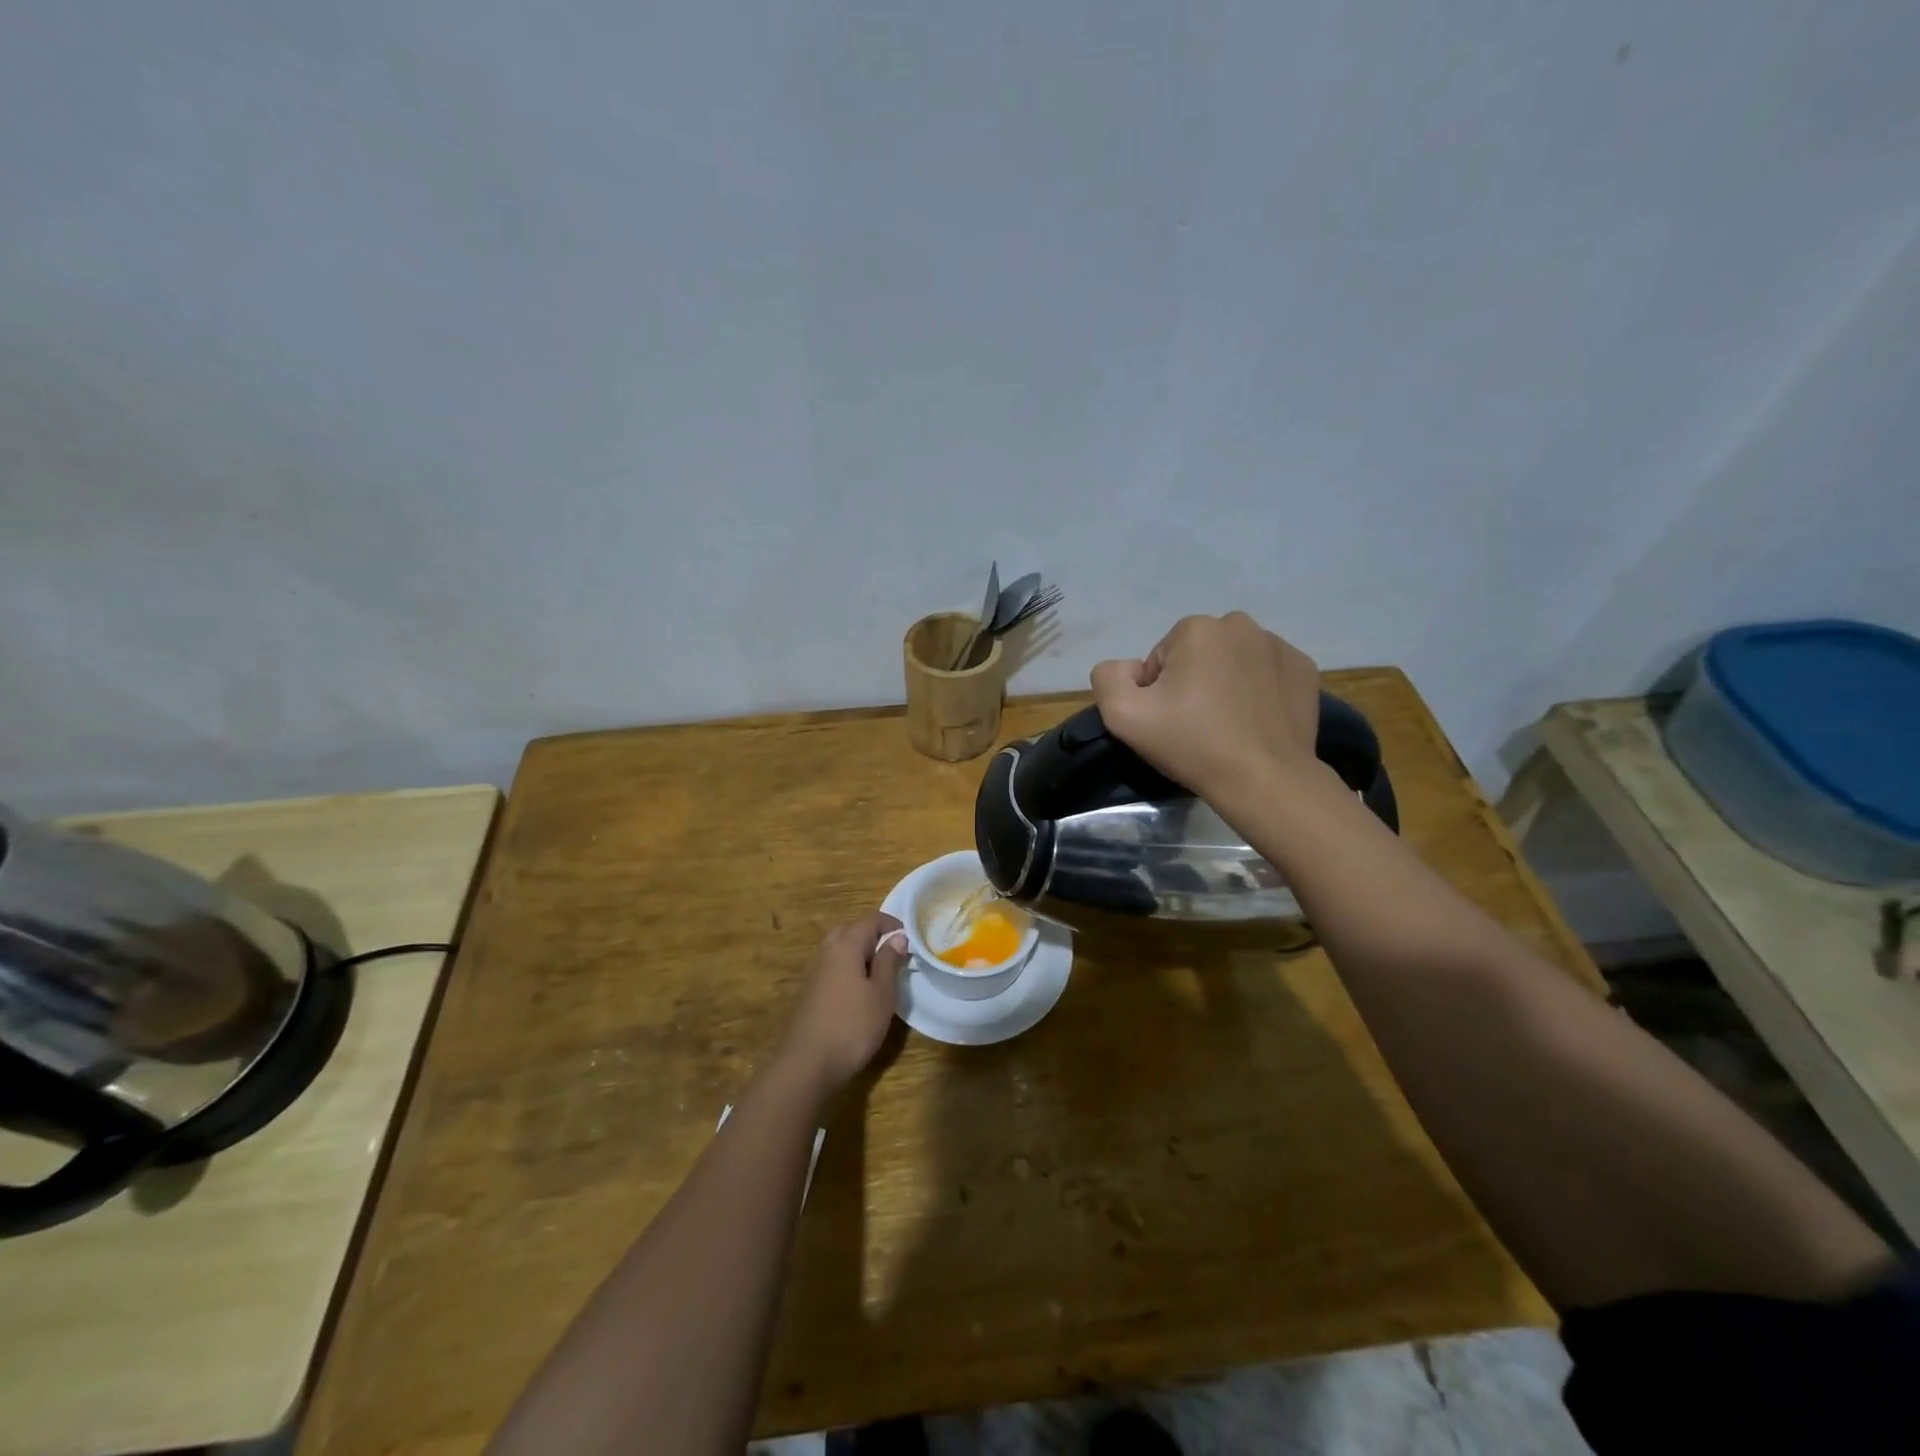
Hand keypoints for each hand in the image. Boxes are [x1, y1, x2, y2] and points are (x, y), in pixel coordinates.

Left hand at [778, 912, 908, 1094]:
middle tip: (895, 952)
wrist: (807, 1064)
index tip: (910, 939)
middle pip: (851, 929)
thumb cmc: (853, 1026)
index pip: (871, 919)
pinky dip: (848, 966)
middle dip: (874, 935)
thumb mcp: (882, 994)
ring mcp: (814, 970)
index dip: (892, 924)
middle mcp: (826, 950)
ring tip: (880, 971)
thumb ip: (889, 961)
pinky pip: (832, 965)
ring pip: (840, 947)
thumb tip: (897, 937)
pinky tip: (859, 989)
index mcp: (845, 945)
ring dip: (860, 951)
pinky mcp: (809, 989)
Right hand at [1090, 612, 1322, 799]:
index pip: (1161, 659)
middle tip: (1197, 724)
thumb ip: (1108, 677)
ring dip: (1225, 684)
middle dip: (1192, 682)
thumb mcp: (1123, 716)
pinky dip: (1258, 691)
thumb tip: (1130, 668)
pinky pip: (1266, 673)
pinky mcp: (1304, 668)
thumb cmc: (1193, 745)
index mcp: (1196, 629)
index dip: (1158, 692)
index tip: (1171, 721)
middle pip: (1197, 655)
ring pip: (1233, 661)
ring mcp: (1279, 645)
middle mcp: (1240, 625)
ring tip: (1229, 725)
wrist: (1265, 780)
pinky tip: (1256, 721)